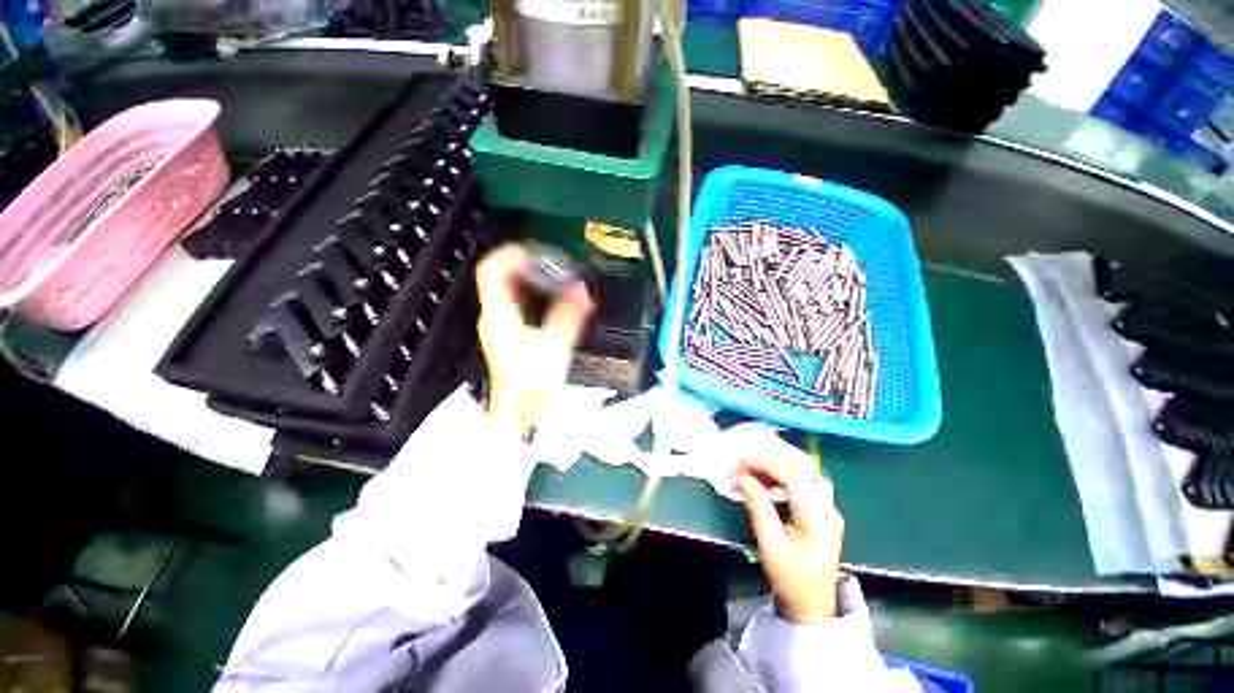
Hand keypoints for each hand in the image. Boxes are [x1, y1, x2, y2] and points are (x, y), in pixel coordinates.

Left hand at [476, 243, 593, 434]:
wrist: (520, 411)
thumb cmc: (532, 383)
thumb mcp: (556, 346)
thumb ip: (569, 316)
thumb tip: (583, 289)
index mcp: (500, 315)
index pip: (492, 271)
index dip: (511, 254)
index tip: (535, 249)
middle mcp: (494, 316)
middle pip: (500, 276)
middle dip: (523, 262)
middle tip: (549, 259)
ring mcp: (498, 325)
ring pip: (506, 288)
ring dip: (527, 276)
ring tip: (552, 273)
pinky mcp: (507, 333)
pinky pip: (514, 301)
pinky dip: (529, 291)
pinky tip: (548, 296)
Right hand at [735, 455, 844, 623]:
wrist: (814, 607)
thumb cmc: (790, 580)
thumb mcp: (770, 546)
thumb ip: (758, 507)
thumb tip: (741, 478)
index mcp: (819, 517)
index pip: (792, 474)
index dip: (764, 462)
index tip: (738, 461)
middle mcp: (827, 506)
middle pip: (796, 467)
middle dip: (764, 461)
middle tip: (737, 465)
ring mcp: (826, 506)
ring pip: (798, 471)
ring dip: (770, 466)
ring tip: (745, 471)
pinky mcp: (820, 508)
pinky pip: (799, 481)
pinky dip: (777, 476)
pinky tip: (762, 480)